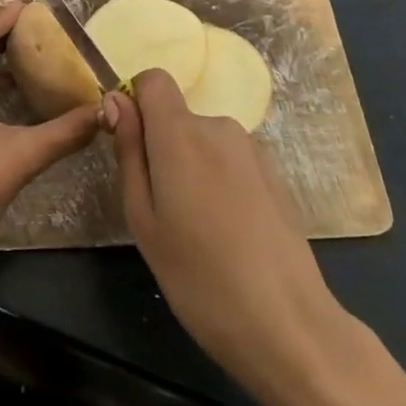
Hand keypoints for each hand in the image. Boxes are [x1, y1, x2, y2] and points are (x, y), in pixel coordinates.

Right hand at [108, 69, 360, 405]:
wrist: (288, 325)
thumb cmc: (198, 277)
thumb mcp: (143, 218)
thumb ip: (129, 151)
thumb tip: (117, 100)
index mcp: (181, 134)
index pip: (153, 80)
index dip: (135, 102)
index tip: (130, 145)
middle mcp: (219, 127)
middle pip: (177, 116)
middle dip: (162, 148)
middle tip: (161, 209)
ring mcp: (253, 150)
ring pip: (203, 141)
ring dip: (191, 168)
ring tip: (196, 229)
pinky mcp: (275, 175)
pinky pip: (230, 161)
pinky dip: (219, 182)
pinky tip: (228, 234)